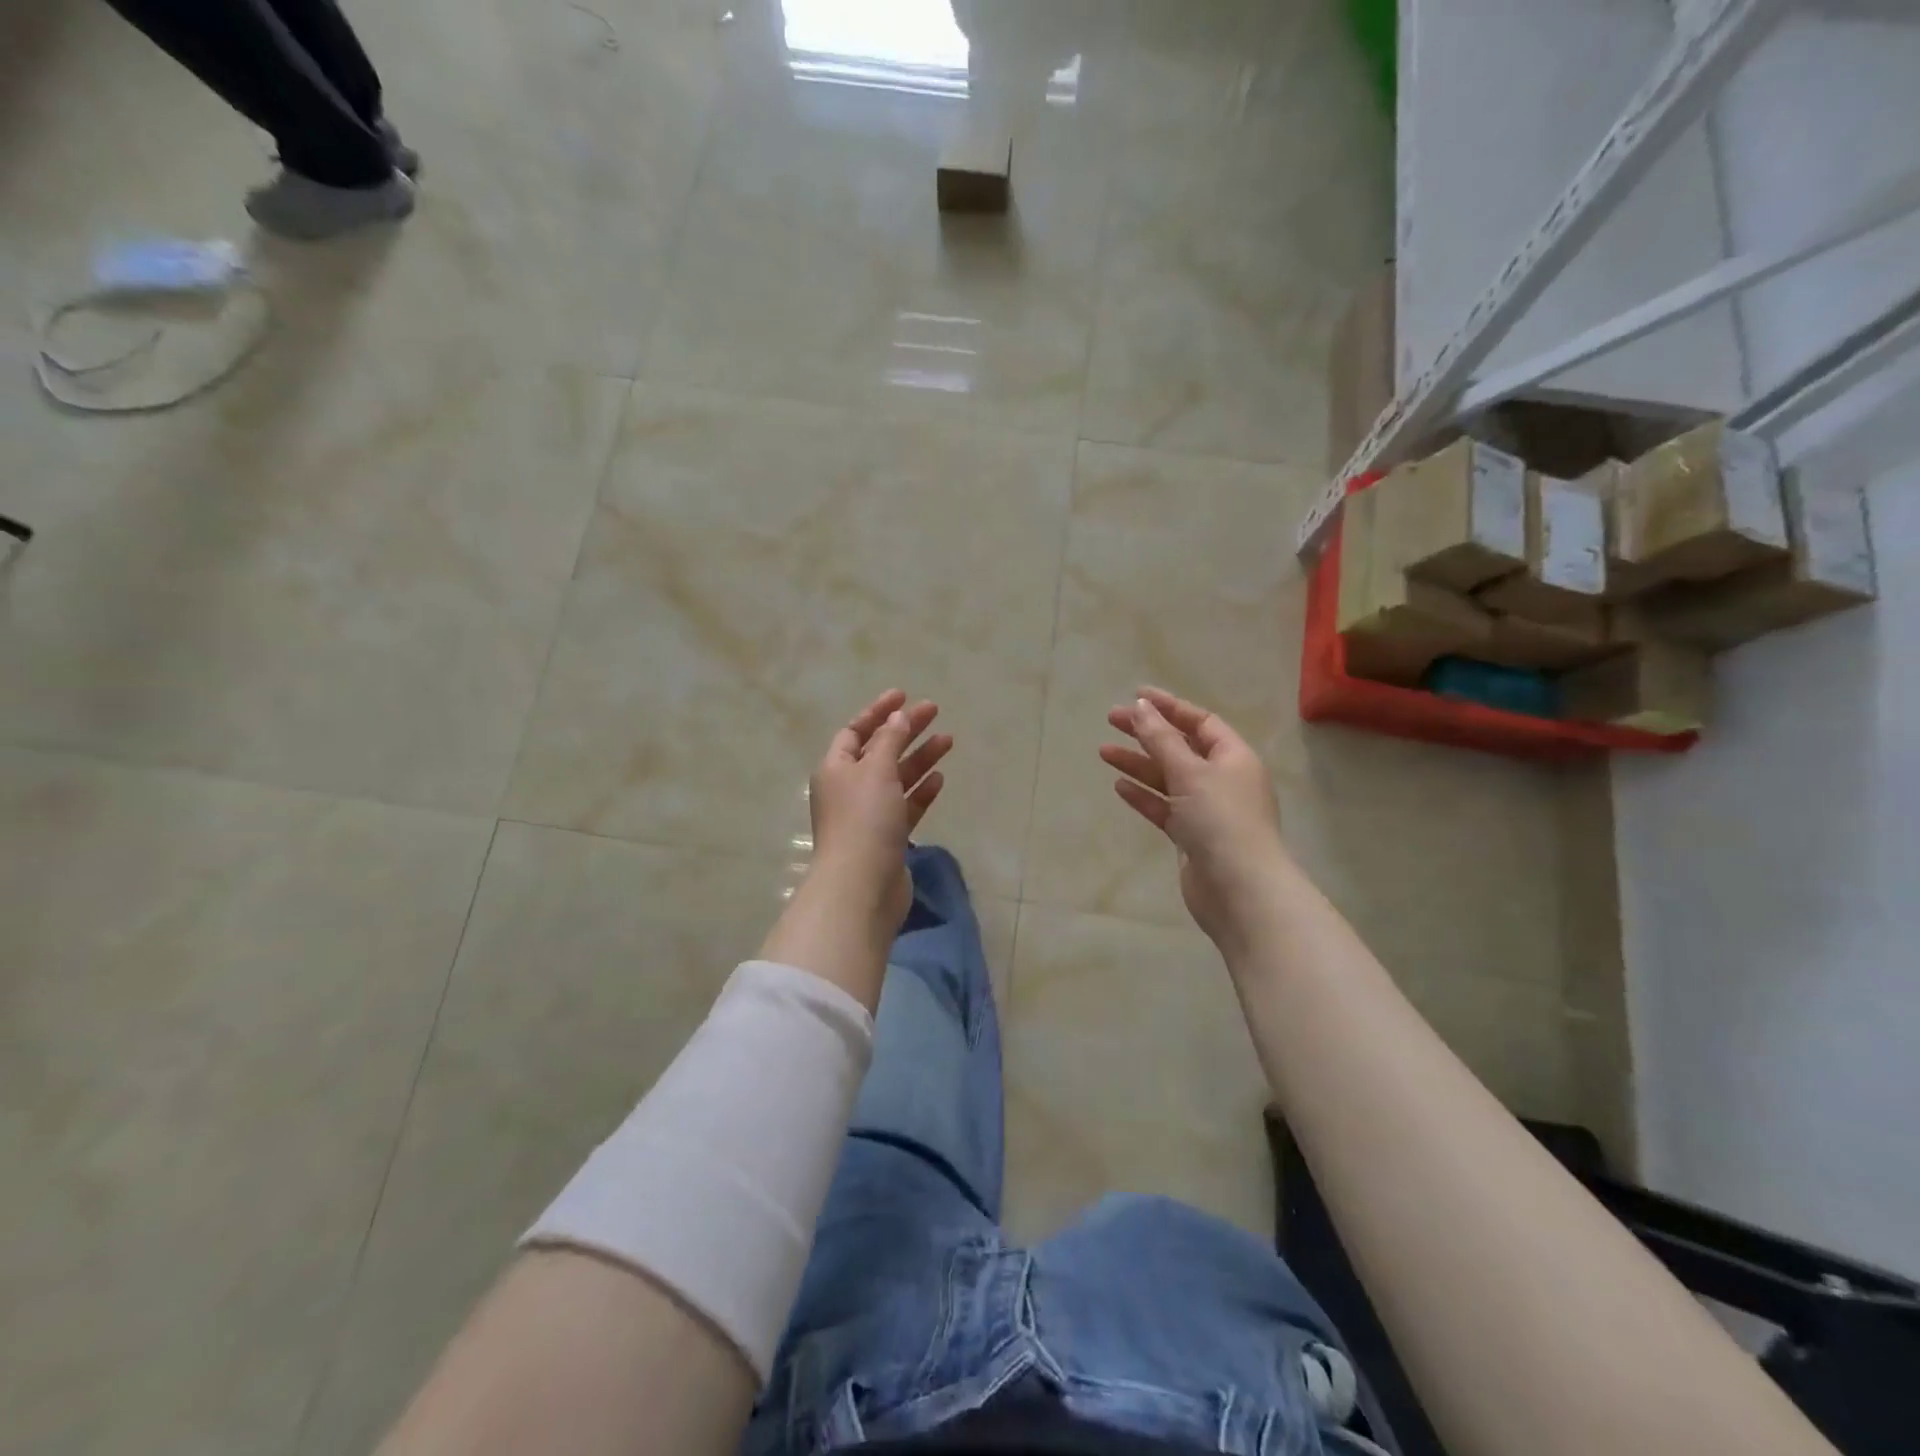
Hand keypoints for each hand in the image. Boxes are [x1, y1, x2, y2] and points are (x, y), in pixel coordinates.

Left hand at [807, 689, 950, 934]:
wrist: (862, 885)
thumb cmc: (864, 819)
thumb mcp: (876, 770)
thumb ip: (889, 739)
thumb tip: (897, 716)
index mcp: (836, 769)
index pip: (855, 731)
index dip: (878, 712)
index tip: (904, 695)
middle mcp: (849, 789)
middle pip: (880, 751)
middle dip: (906, 730)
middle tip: (934, 711)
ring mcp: (868, 815)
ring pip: (897, 778)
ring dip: (920, 758)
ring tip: (948, 740)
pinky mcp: (888, 838)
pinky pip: (906, 806)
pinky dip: (921, 791)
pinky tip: (940, 779)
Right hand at [1100, 687, 1286, 949]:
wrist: (1239, 890)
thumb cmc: (1220, 820)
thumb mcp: (1189, 772)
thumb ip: (1161, 739)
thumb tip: (1142, 706)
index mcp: (1234, 758)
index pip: (1200, 722)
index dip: (1169, 707)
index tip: (1135, 696)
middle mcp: (1223, 780)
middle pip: (1180, 747)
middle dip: (1147, 733)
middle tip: (1112, 720)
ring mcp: (1207, 810)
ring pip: (1168, 778)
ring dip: (1139, 763)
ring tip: (1104, 752)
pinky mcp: (1192, 837)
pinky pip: (1164, 807)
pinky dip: (1144, 795)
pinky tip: (1120, 786)